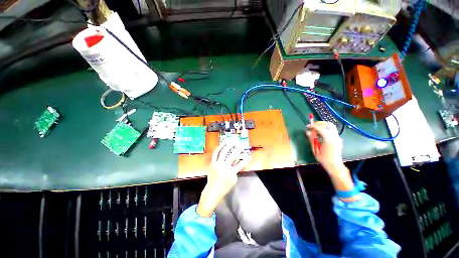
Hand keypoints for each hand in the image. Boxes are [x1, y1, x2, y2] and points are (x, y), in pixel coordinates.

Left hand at [196, 142, 250, 216]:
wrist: (212, 191)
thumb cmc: (224, 187)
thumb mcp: (233, 180)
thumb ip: (236, 170)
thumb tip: (237, 161)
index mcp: (231, 173)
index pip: (241, 165)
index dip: (246, 160)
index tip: (250, 156)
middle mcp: (224, 167)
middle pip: (232, 156)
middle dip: (238, 149)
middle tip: (242, 145)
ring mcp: (217, 164)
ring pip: (223, 152)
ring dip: (228, 146)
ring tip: (232, 142)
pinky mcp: (212, 163)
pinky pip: (215, 154)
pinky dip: (218, 148)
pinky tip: (222, 145)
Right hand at [305, 121, 343, 173]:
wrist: (334, 165)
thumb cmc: (323, 158)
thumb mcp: (315, 149)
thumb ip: (311, 139)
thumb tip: (307, 132)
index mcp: (328, 140)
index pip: (321, 128)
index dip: (313, 126)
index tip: (307, 126)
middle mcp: (335, 137)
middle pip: (328, 124)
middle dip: (319, 123)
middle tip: (312, 126)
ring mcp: (338, 138)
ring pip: (331, 126)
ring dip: (323, 125)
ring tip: (316, 129)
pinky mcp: (338, 139)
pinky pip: (332, 131)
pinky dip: (326, 129)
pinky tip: (321, 134)